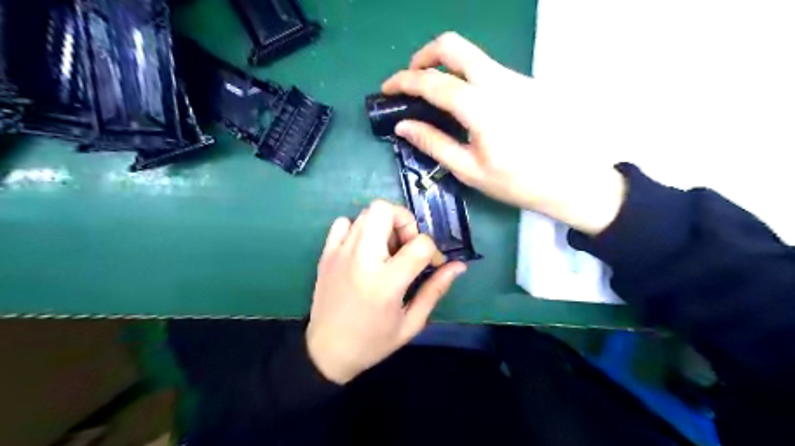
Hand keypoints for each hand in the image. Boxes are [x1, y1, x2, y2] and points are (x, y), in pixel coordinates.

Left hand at [305, 201, 465, 382]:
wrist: (326, 351)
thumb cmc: (372, 342)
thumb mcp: (411, 323)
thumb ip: (435, 290)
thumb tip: (459, 266)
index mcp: (386, 282)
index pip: (420, 243)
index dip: (434, 250)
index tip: (432, 265)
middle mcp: (361, 259)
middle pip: (385, 210)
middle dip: (405, 221)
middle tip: (407, 246)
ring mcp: (340, 253)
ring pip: (366, 212)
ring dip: (384, 224)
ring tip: (387, 250)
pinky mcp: (326, 254)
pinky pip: (343, 222)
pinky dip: (358, 228)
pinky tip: (364, 250)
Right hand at [382, 32, 624, 234]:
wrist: (572, 180)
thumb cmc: (518, 182)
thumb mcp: (469, 170)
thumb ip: (434, 143)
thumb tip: (403, 126)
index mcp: (481, 106)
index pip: (433, 82)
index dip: (404, 82)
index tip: (387, 89)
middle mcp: (498, 81)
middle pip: (453, 46)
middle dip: (424, 55)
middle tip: (413, 79)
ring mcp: (515, 78)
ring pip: (472, 56)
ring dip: (446, 67)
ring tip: (436, 98)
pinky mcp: (525, 83)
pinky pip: (488, 70)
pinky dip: (466, 77)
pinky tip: (466, 106)